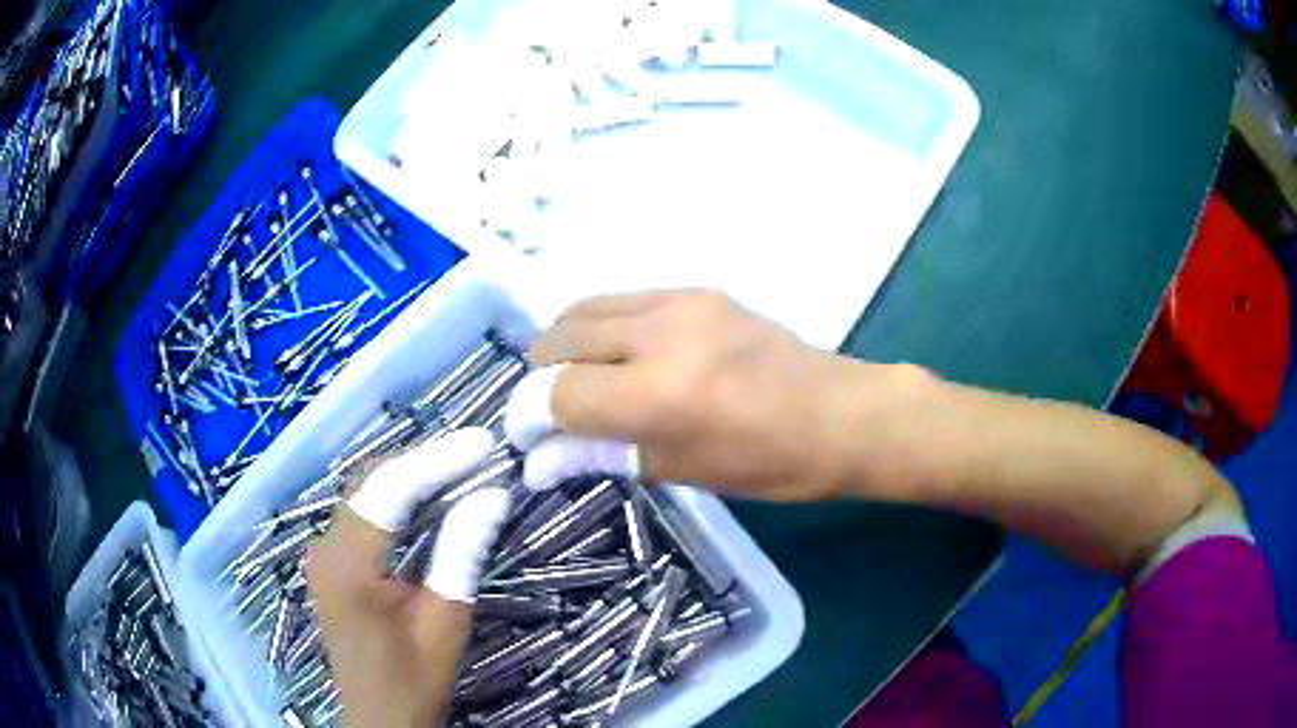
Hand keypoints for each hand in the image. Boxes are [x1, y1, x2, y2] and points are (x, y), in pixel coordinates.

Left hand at [306, 428, 510, 726]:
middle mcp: (325, 546)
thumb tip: (493, 494)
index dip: (438, 460)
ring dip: (411, 475)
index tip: (483, 443)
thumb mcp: (445, 621)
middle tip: (478, 454)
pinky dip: (397, 498)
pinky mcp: (330, 560)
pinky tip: (430, 497)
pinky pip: (363, 512)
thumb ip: (462, 552)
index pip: (391, 490)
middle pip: (372, 481)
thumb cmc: (414, 679)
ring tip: (463, 467)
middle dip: (425, 461)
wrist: (379, 718)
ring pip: (365, 491)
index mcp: (348, 564)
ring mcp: (322, 552)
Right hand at [507, 291, 926, 500]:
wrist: (841, 413)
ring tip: (578, 379)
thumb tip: (538, 459)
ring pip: (584, 309)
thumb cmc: (771, 463)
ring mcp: (681, 302)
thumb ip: (601, 455)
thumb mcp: (681, 470)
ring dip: (565, 345)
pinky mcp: (697, 289)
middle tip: (551, 410)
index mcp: (661, 395)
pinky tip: (617, 355)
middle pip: (560, 339)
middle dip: (540, 377)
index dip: (532, 417)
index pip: (560, 394)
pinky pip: (622, 299)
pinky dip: (601, 326)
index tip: (529, 437)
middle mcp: (661, 335)